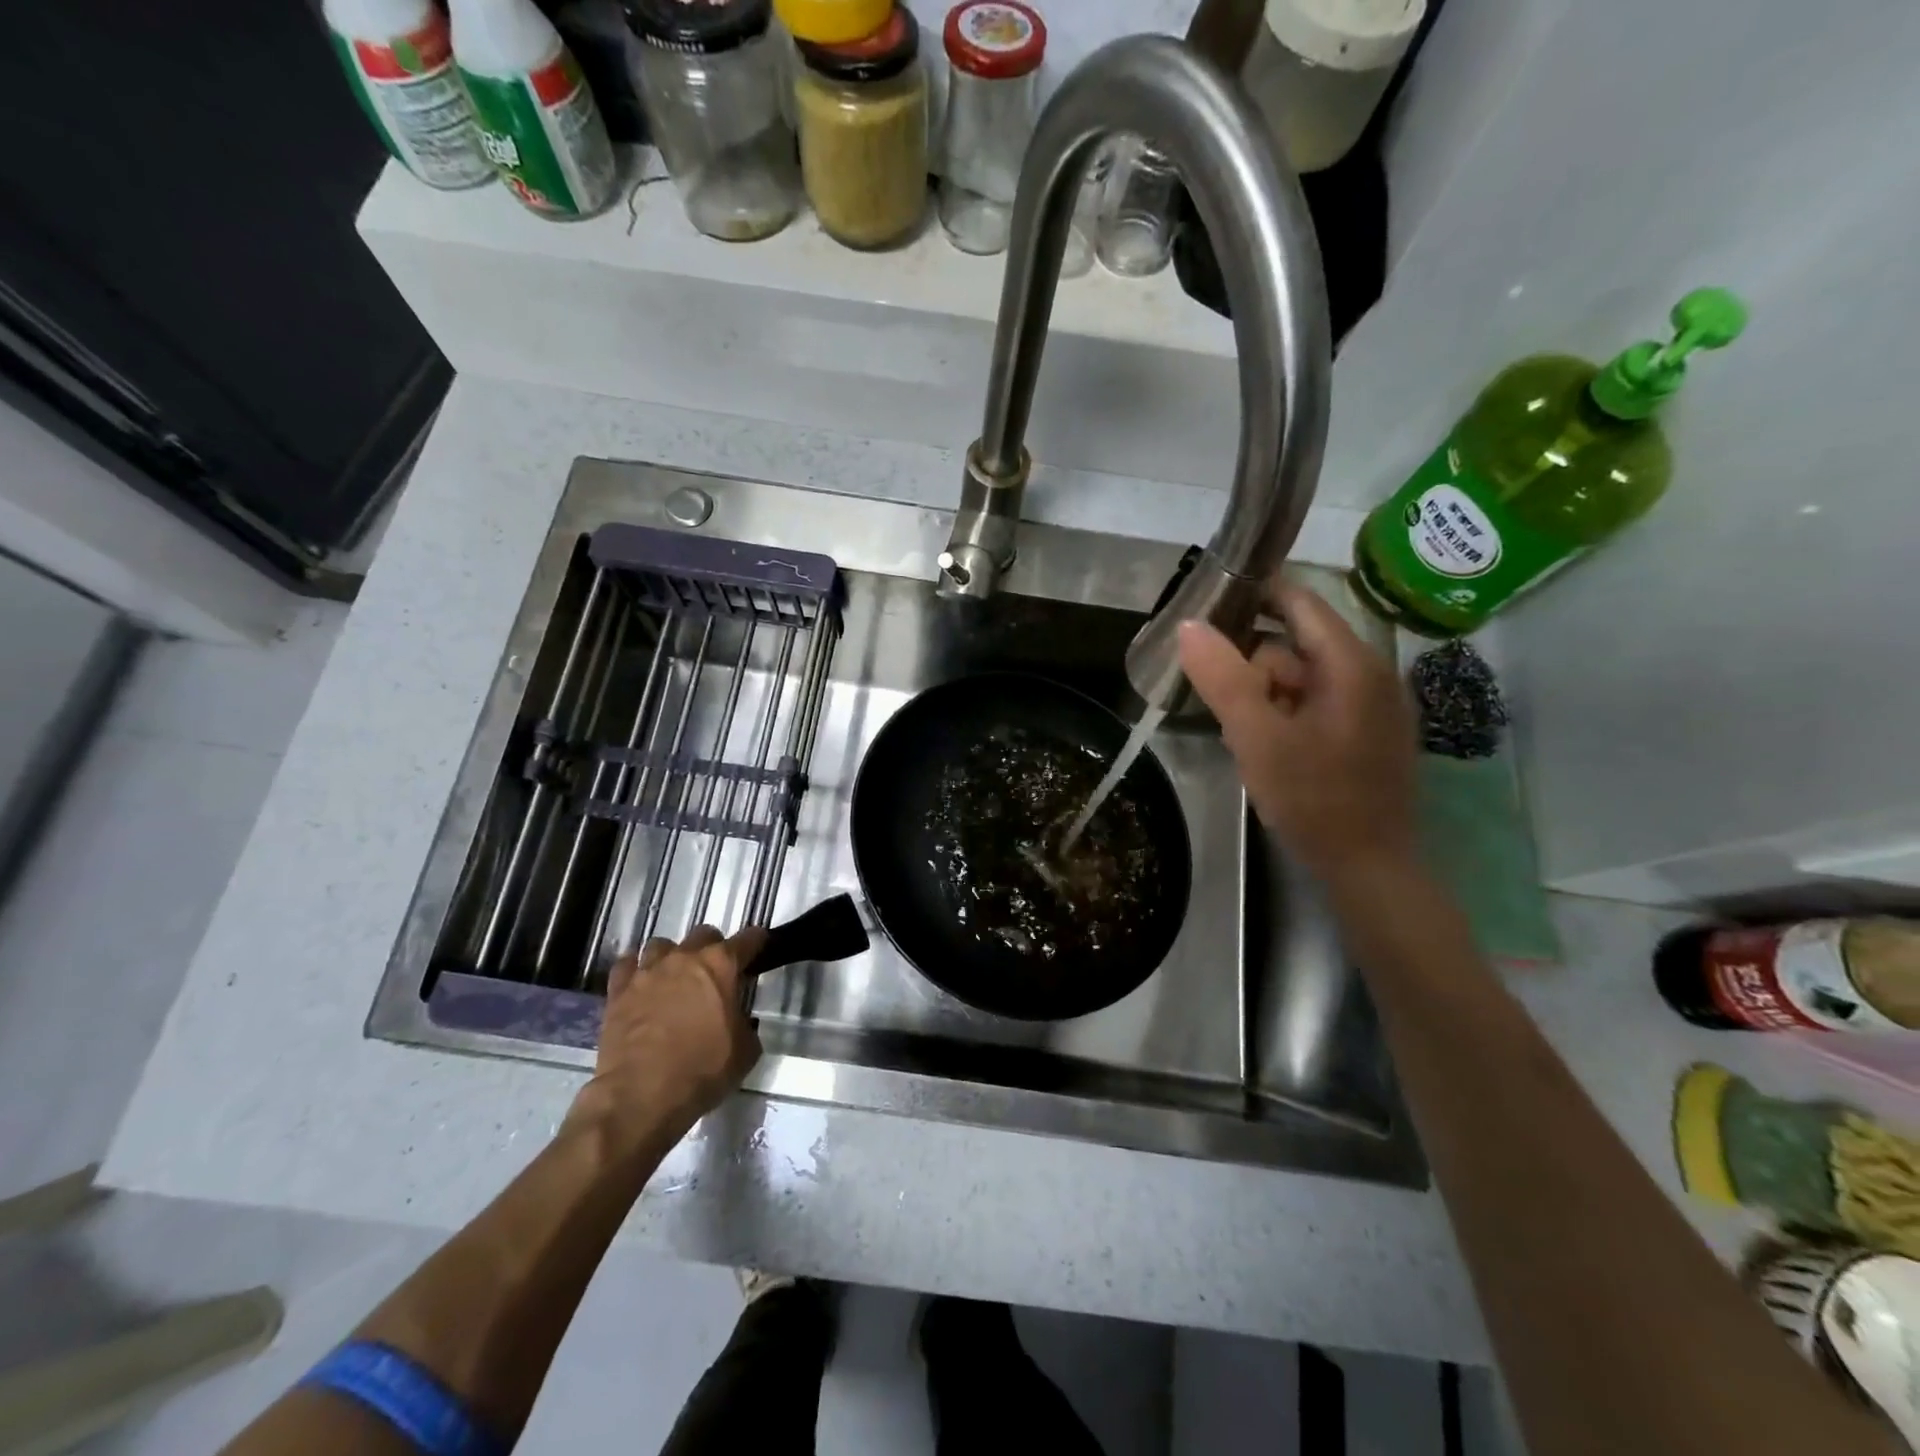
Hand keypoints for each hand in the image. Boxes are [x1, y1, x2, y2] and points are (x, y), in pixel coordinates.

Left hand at [568, 925, 765, 1156]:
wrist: (641, 1095)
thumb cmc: (702, 1070)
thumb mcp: (746, 1051)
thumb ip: (746, 1024)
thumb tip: (740, 1021)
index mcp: (721, 966)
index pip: (747, 939)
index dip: (756, 941)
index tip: (759, 946)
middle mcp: (684, 958)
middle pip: (702, 934)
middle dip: (712, 947)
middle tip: (714, 971)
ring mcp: (648, 971)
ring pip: (661, 945)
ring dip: (671, 957)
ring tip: (672, 977)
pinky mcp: (618, 991)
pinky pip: (626, 965)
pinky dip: (634, 970)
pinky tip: (639, 984)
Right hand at [1178, 582, 1419, 886]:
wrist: (1371, 869)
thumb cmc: (1315, 799)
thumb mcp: (1258, 738)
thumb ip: (1223, 679)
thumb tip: (1189, 625)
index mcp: (1351, 664)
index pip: (1299, 601)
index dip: (1254, 594)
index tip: (1208, 606)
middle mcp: (1371, 674)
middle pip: (1297, 644)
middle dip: (1252, 666)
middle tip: (1221, 704)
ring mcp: (1374, 706)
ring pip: (1303, 678)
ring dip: (1265, 696)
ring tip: (1240, 736)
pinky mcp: (1370, 734)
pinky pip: (1317, 704)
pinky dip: (1285, 714)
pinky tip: (1267, 749)